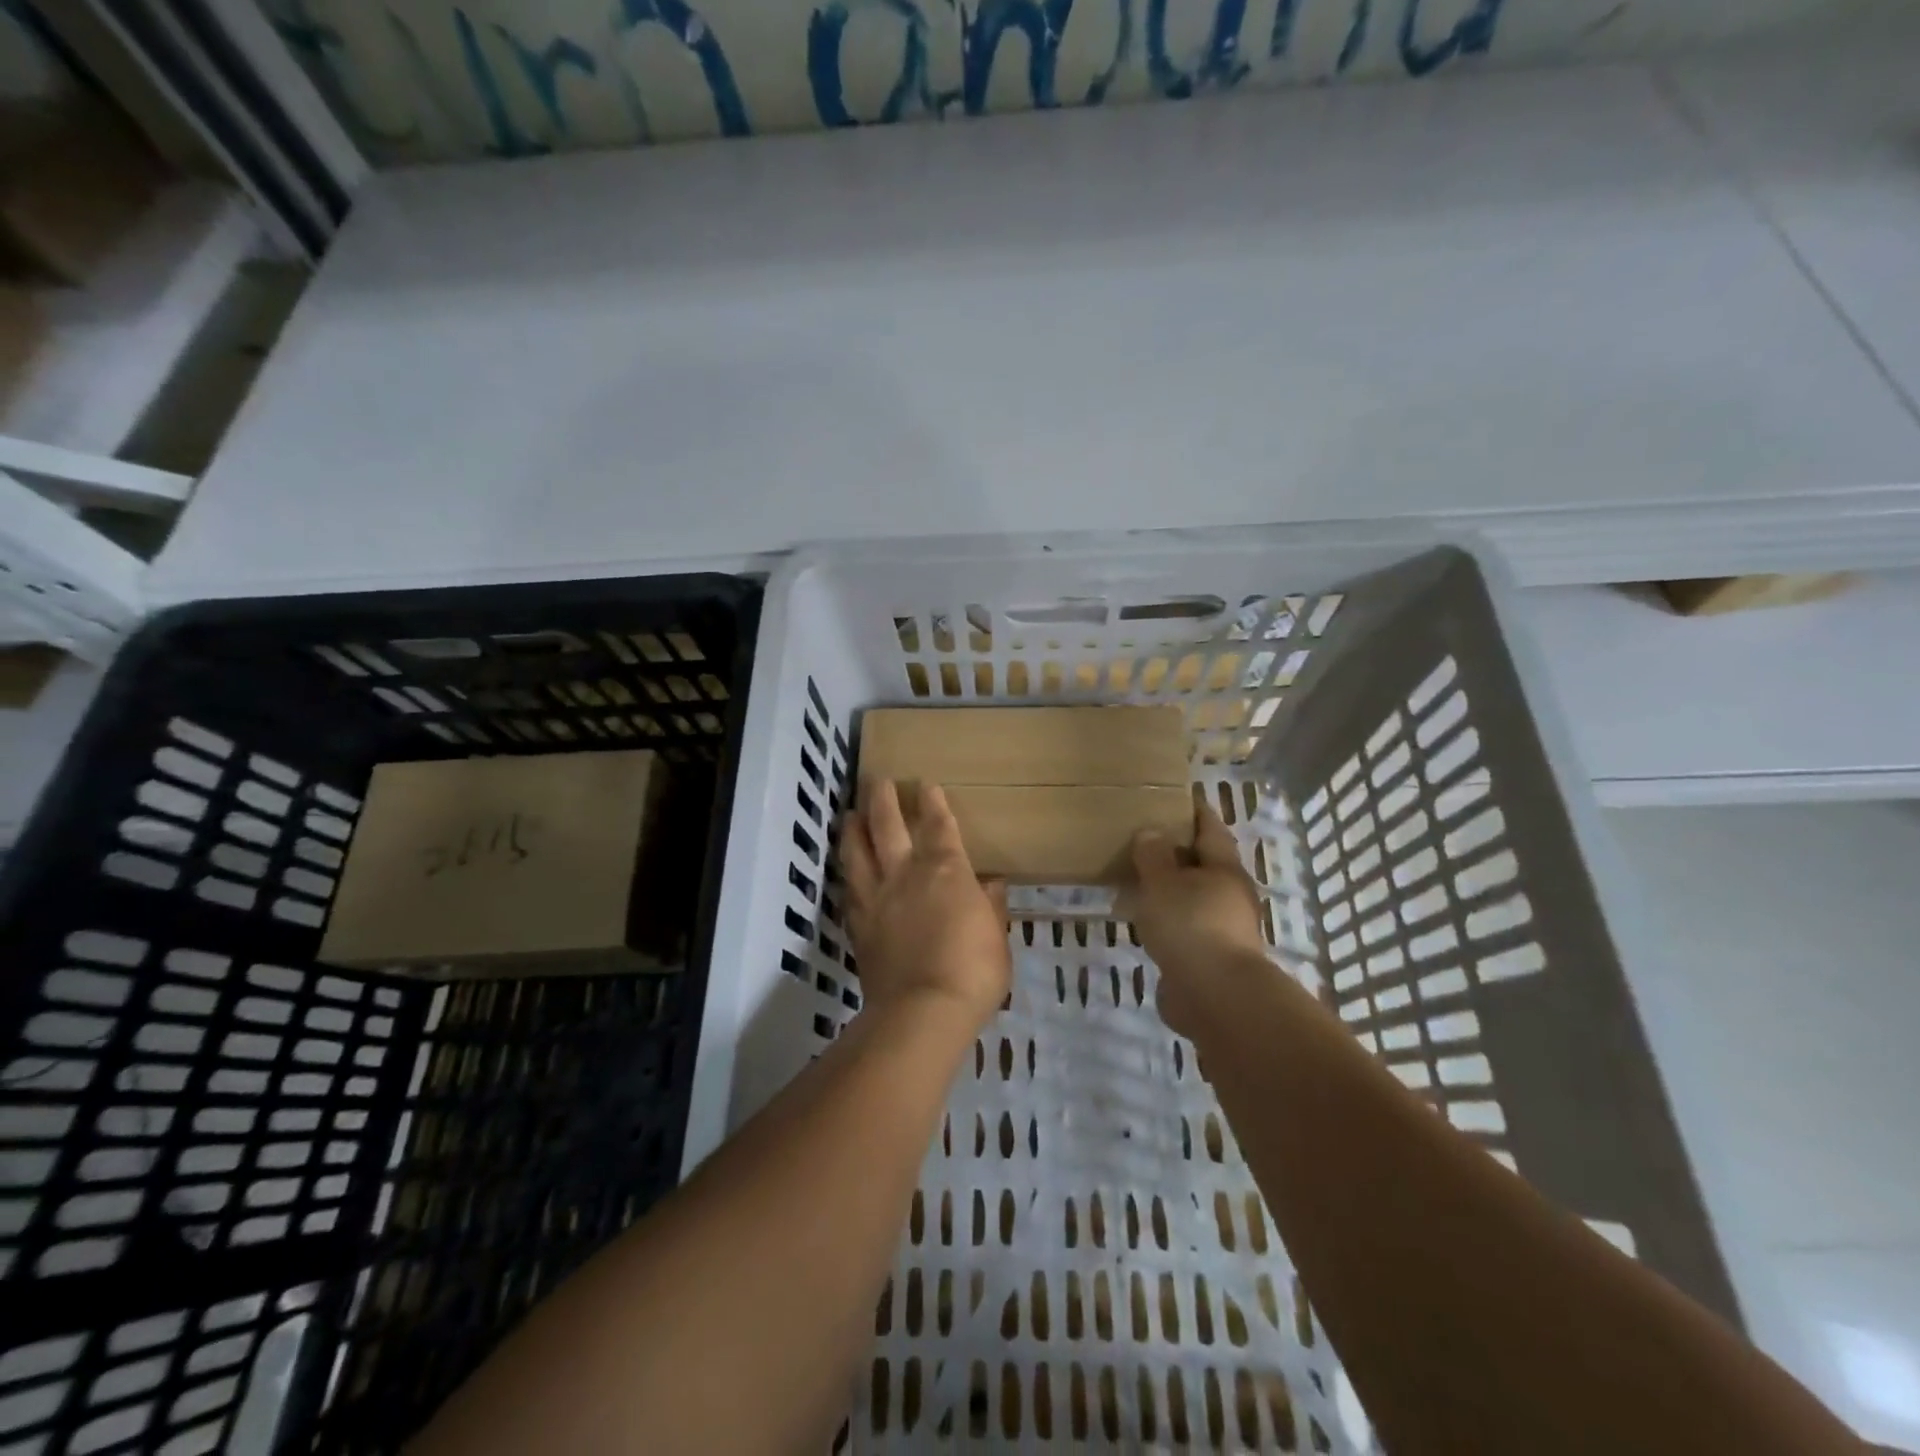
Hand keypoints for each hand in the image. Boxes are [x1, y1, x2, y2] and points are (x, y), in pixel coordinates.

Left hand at [842, 780, 1010, 1031]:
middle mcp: (906, 873)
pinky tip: (846, 868)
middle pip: (888, 825)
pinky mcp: (858, 923)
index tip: (925, 784)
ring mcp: (877, 897)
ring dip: (853, 828)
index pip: (938, 825)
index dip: (932, 802)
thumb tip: (990, 885)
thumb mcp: (996, 936)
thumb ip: (991, 907)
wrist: (922, 1010)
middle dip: (883, 799)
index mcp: (946, 870)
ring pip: (857, 851)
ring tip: (850, 815)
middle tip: (877, 781)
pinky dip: (848, 871)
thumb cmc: (974, 971)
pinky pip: (849, 888)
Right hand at [1116, 804, 1268, 1037]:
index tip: (1174, 797)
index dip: (1193, 811)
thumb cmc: (1191, 925)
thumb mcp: (1163, 882)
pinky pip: (1184, 929)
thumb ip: (1154, 855)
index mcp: (1224, 868)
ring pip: (1192, 899)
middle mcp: (1230, 895)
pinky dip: (1166, 921)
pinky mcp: (1210, 959)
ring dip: (1169, 890)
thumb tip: (1152, 832)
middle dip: (1177, 853)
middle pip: (1203, 865)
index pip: (1210, 828)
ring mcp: (1223, 929)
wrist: (1216, 997)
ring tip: (1136, 881)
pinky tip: (1142, 923)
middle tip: (1143, 840)